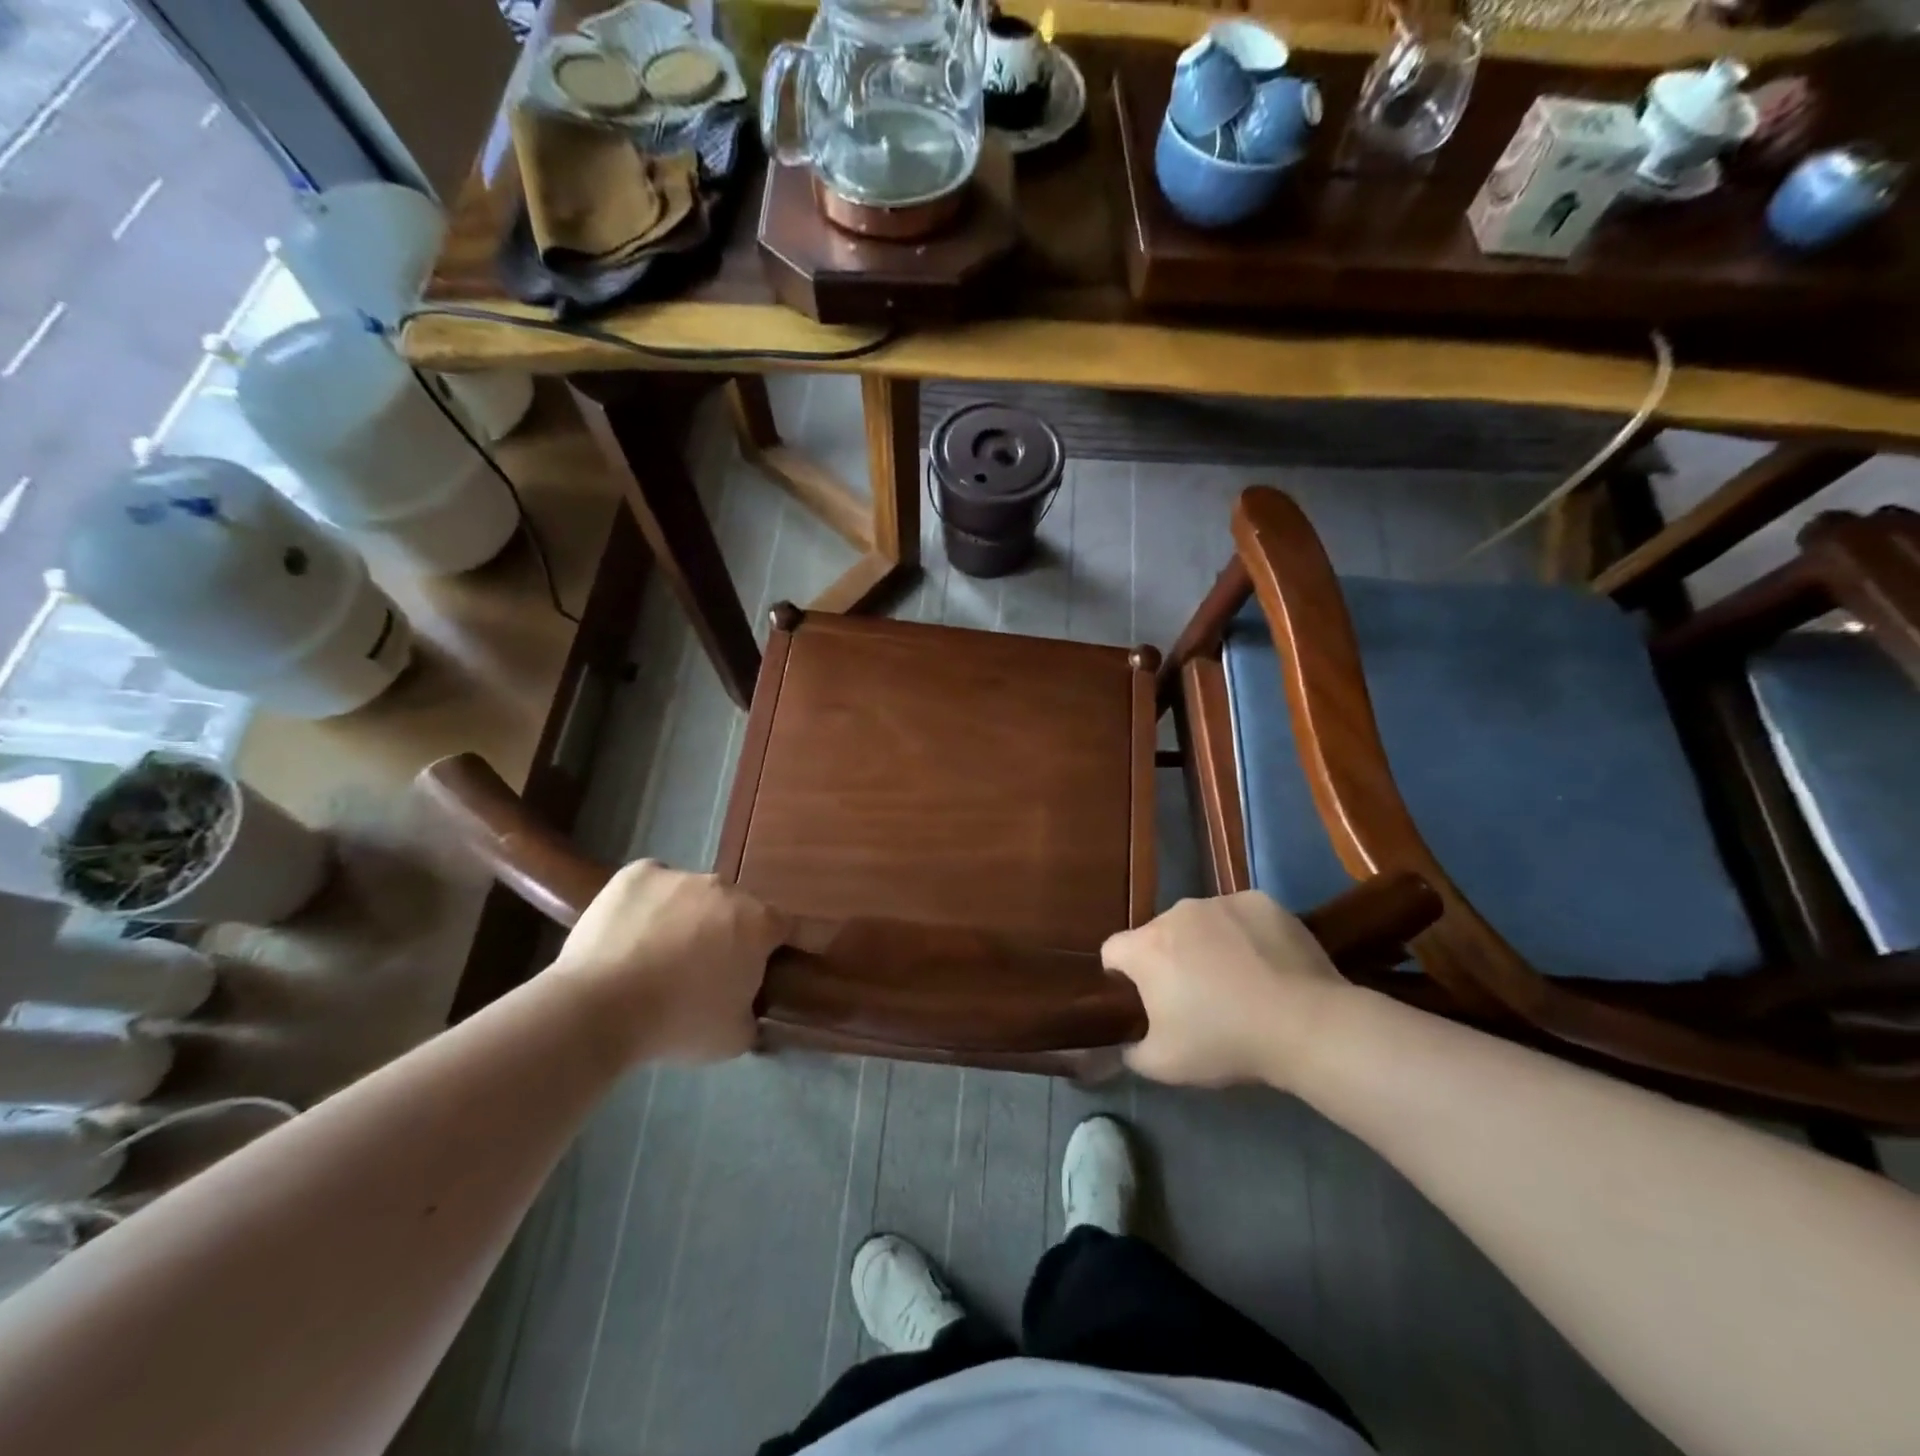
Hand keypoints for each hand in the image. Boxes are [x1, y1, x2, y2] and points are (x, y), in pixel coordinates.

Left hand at [552, 861, 791, 1064]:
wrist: (598, 1008)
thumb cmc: (677, 1024)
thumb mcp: (733, 1039)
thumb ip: (753, 1016)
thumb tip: (750, 1010)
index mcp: (758, 924)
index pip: (786, 927)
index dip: (779, 948)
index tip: (765, 968)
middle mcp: (726, 889)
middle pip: (737, 909)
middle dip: (728, 933)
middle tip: (705, 970)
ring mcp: (681, 876)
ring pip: (694, 895)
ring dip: (688, 917)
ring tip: (658, 955)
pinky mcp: (638, 874)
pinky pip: (654, 885)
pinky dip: (650, 903)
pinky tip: (632, 932)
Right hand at [1102, 891, 1350, 1089]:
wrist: (1306, 1024)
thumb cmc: (1226, 1042)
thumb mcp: (1165, 1065)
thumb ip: (1130, 1053)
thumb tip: (1119, 1047)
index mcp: (1146, 948)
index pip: (1113, 951)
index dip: (1121, 975)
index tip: (1142, 999)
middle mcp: (1176, 913)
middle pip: (1158, 934)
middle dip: (1168, 959)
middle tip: (1195, 996)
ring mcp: (1221, 902)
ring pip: (1199, 922)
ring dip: (1205, 943)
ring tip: (1237, 978)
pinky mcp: (1260, 901)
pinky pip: (1239, 916)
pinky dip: (1244, 934)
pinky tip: (1266, 963)